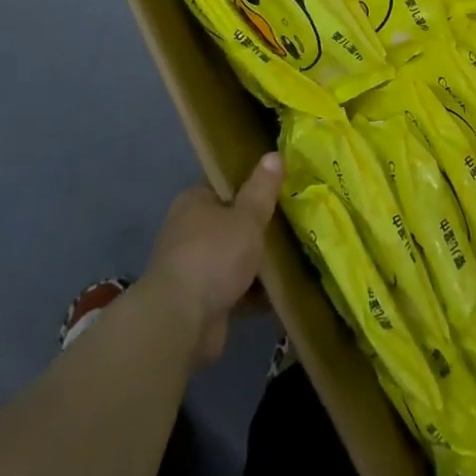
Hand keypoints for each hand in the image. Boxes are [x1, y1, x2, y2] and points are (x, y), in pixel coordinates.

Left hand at [143, 152, 283, 366]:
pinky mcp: (200, 299)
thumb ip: (262, 188)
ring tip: (294, 255)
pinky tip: (280, 289)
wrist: (181, 322)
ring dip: (256, 261)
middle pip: (231, 221)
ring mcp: (193, 266)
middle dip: (258, 226)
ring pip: (233, 256)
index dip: (252, 183)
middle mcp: (189, 230)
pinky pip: (233, 287)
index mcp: (194, 201)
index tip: (281, 187)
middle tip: (294, 222)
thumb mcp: (247, 216)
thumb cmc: (214, 256)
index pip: (225, 183)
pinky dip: (252, 290)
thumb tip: (274, 153)